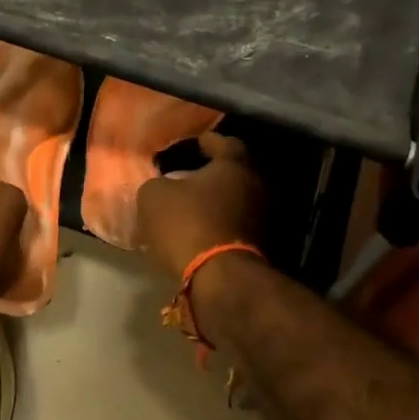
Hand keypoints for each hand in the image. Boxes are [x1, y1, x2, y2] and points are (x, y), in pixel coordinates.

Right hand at [134, 132, 264, 280]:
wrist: (219, 277)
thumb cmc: (188, 224)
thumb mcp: (154, 197)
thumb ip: (157, 184)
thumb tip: (162, 186)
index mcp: (236, 164)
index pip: (223, 142)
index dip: (205, 142)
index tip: (194, 143)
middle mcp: (257, 184)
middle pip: (233, 172)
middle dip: (212, 173)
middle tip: (189, 175)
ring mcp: (263, 216)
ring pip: (236, 200)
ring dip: (217, 201)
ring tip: (192, 204)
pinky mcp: (261, 245)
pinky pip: (235, 224)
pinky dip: (220, 223)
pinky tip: (200, 228)